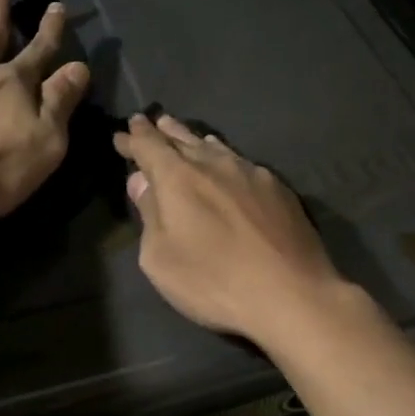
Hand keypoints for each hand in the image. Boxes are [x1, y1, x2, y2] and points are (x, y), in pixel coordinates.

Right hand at [112, 114, 354, 344]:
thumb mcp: (162, 259)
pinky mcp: (278, 188)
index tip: (122, 133)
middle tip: (150, 122)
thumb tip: (141, 182)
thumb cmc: (214, 281)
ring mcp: (251, 173)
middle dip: (162, 131)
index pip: (149, 146)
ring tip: (185, 135)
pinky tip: (228, 164)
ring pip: (215, 147)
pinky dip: (225, 158)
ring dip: (194, 140)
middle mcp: (214, 164)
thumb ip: (149, 215)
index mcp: (178, 178)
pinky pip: (242, 162)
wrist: (292, 293)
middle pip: (182, 138)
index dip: (133, 138)